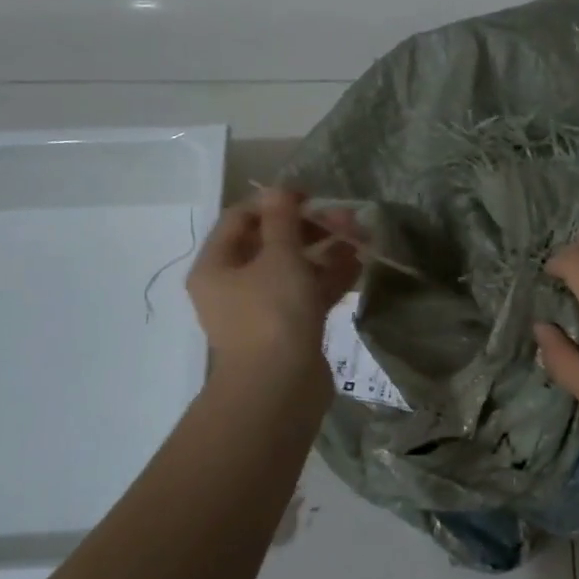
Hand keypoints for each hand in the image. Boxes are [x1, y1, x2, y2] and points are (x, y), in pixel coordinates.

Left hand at [187, 188, 359, 390]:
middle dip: (311, 228)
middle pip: (271, 243)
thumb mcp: (279, 257)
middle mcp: (233, 286)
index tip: (312, 196)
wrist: (280, 389)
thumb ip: (282, 220)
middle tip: (347, 219)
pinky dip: (330, 278)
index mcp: (216, 266)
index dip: (276, 202)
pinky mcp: (288, 330)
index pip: (241, 219)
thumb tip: (278, 189)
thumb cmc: (272, 314)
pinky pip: (307, 295)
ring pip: (294, 270)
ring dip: (326, 251)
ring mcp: (262, 310)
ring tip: (361, 237)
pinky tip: (359, 265)